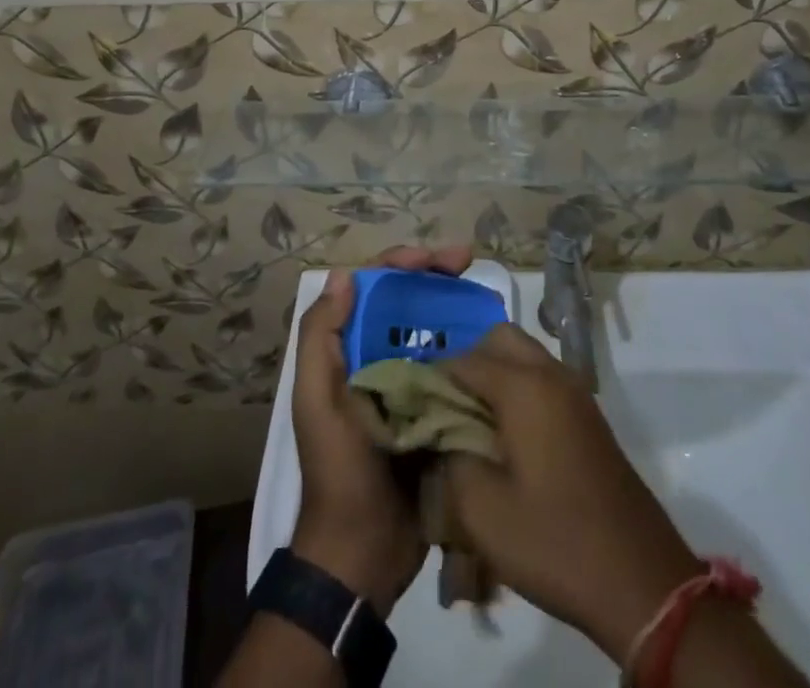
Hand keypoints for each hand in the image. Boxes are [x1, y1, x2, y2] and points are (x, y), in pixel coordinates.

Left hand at [291, 243, 473, 611]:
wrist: (363, 551)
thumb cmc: (338, 467)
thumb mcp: (316, 401)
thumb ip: (319, 336)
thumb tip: (346, 276)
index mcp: (349, 350)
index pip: (374, 290)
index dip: (402, 264)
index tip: (437, 258)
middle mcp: (377, 359)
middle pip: (408, 302)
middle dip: (435, 276)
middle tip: (469, 263)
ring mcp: (409, 386)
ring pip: (433, 331)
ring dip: (455, 308)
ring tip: (486, 297)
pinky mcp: (435, 413)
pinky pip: (453, 370)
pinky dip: (469, 351)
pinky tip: (493, 343)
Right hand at [438, 326, 700, 661]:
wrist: (639, 579)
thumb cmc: (555, 541)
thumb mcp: (482, 511)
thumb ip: (448, 458)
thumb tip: (435, 431)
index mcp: (524, 386)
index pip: (463, 360)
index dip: (432, 379)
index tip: (411, 406)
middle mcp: (551, 374)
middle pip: (499, 340)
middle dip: (467, 363)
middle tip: (445, 408)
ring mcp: (575, 392)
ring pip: (524, 356)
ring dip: (494, 374)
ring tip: (470, 423)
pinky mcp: (588, 416)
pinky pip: (543, 379)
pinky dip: (518, 389)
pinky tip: (504, 437)